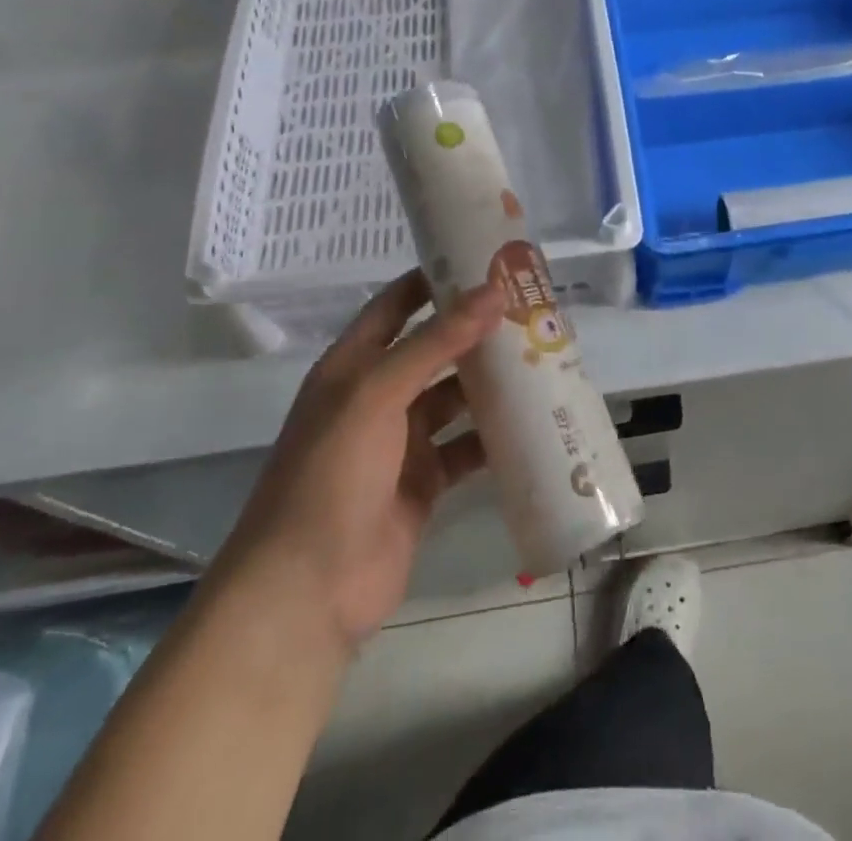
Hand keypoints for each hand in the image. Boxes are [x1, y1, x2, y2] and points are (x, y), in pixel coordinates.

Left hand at [211, 273, 500, 659]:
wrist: (307, 592)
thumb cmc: (332, 475)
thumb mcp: (377, 394)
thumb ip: (436, 341)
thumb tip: (493, 290)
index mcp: (353, 367)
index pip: (396, 305)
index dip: (435, 279)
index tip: (485, 259)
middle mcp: (377, 397)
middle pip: (434, 349)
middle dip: (476, 329)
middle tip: (531, 307)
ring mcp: (401, 443)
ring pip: (455, 397)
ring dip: (492, 381)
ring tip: (544, 355)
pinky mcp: (424, 484)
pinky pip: (467, 447)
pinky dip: (495, 436)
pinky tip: (535, 420)